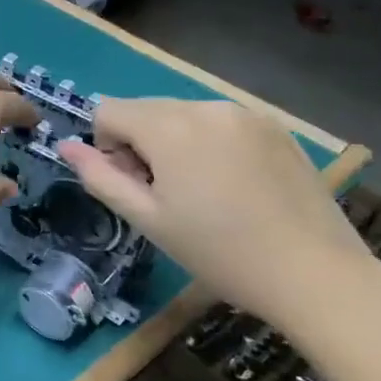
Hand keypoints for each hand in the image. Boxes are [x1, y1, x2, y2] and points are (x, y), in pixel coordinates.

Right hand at [56, 98, 374, 325]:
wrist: (315, 273)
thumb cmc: (218, 252)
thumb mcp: (147, 219)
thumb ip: (100, 177)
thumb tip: (65, 147)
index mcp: (170, 127)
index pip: (108, 110)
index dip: (106, 147)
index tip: (132, 185)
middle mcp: (206, 106)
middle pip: (145, 109)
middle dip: (139, 143)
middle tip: (164, 194)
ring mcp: (246, 114)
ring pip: (183, 115)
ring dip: (174, 143)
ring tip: (201, 192)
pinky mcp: (276, 127)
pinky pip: (220, 123)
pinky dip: (209, 144)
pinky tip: (233, 186)